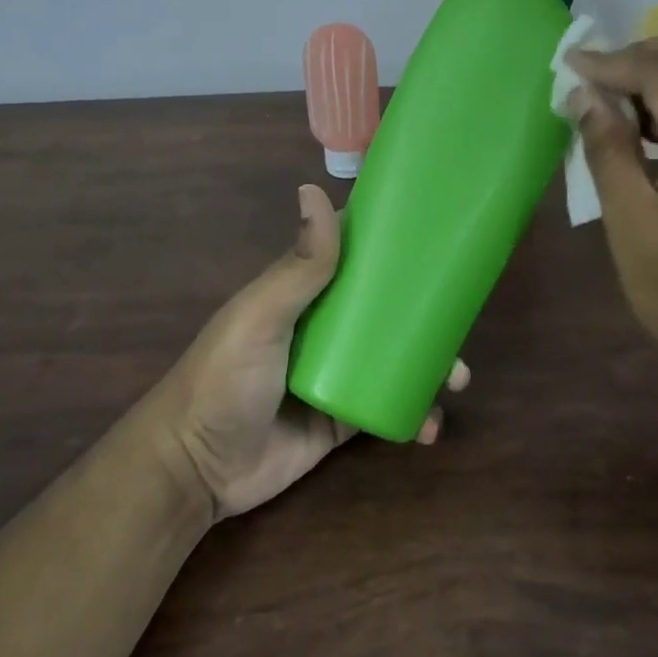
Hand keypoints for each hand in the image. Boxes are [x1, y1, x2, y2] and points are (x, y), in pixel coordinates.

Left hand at [154, 183, 469, 518]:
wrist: (196, 469)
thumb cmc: (225, 378)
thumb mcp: (261, 316)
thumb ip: (298, 266)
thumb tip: (313, 188)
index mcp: (306, 293)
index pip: (354, 255)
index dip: (393, 244)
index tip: (438, 234)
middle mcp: (325, 328)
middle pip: (387, 310)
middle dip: (427, 314)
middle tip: (461, 324)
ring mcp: (337, 374)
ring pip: (396, 358)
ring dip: (431, 365)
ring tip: (456, 380)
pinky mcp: (342, 420)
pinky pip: (388, 408)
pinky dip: (414, 414)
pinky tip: (430, 426)